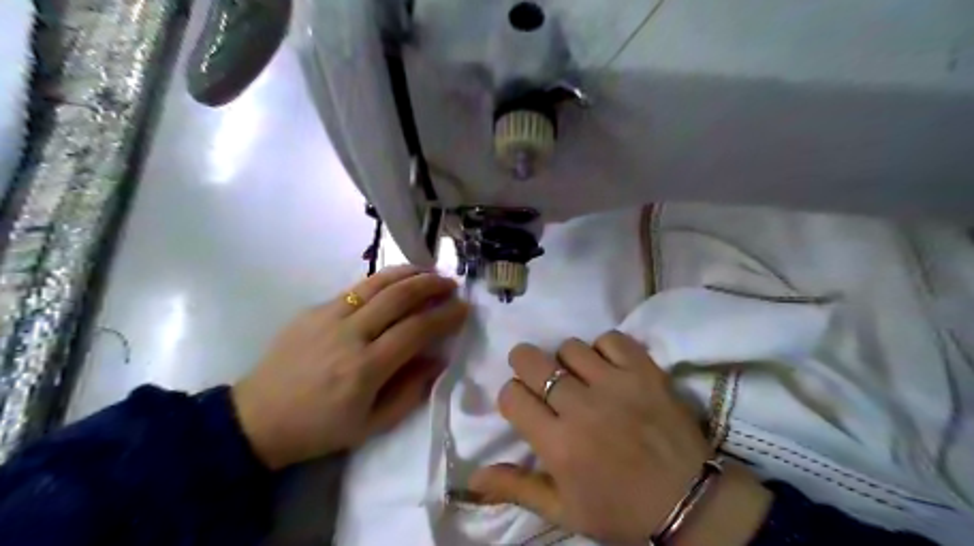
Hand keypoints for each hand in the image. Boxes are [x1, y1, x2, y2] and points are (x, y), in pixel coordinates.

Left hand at [232, 264, 467, 468]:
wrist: (257, 419)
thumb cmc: (320, 429)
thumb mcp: (371, 425)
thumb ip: (411, 392)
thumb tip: (439, 360)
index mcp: (365, 369)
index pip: (416, 330)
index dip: (444, 316)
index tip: (463, 308)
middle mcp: (349, 335)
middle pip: (399, 297)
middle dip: (431, 285)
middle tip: (451, 284)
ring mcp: (328, 317)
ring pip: (377, 283)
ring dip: (409, 273)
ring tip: (430, 271)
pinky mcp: (314, 309)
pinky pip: (356, 288)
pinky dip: (383, 280)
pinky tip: (395, 282)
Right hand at [468, 333, 772, 545]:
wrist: (689, 502)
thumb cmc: (620, 509)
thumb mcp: (564, 511)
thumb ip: (517, 488)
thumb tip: (472, 477)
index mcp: (557, 444)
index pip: (511, 395)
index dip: (512, 396)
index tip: (524, 406)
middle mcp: (581, 407)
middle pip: (531, 360)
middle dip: (525, 364)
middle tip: (539, 377)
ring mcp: (615, 384)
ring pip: (569, 347)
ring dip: (567, 360)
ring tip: (579, 377)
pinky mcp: (645, 371)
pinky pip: (610, 339)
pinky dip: (604, 349)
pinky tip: (608, 367)